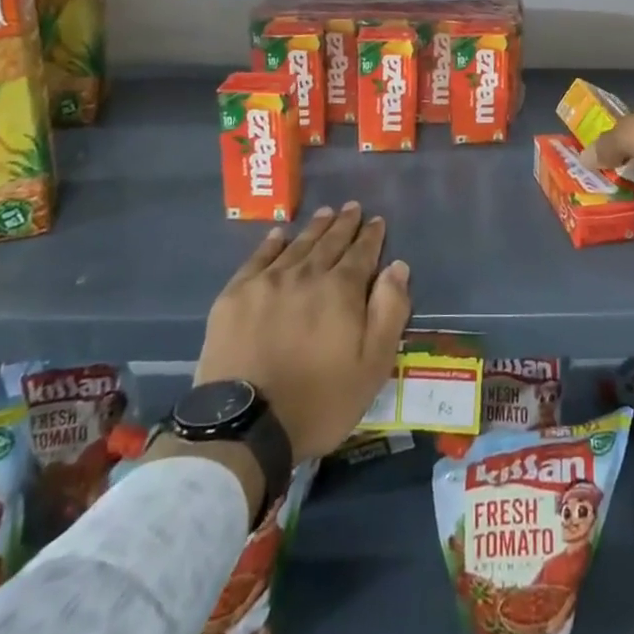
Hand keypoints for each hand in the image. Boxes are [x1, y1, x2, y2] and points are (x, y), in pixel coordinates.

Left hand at [195, 203, 412, 463]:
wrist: (245, 426)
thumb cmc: (318, 401)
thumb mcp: (372, 366)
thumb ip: (389, 312)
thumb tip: (397, 266)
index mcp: (341, 290)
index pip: (362, 253)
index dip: (371, 236)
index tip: (377, 220)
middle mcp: (307, 274)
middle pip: (330, 242)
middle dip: (344, 224)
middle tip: (352, 207)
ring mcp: (268, 282)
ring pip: (298, 245)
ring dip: (315, 228)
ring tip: (325, 213)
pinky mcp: (236, 296)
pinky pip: (258, 258)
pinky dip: (272, 243)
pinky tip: (280, 234)